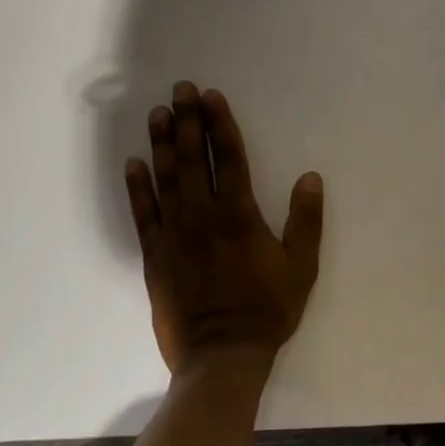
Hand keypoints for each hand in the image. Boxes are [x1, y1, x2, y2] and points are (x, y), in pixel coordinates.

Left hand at [123, 82, 324, 372]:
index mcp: (239, 215)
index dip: (220, 124)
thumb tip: (311, 177)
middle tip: (181, 90)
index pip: (229, 158)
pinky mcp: (154, 256)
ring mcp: (174, 235)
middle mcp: (203, 216)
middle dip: (187, 122)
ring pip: (165, 179)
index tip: (212, 97)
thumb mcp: (301, 266)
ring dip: (162, 144)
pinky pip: (143, 215)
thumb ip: (306, 220)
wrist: (222, 355)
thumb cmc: (268, 308)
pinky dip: (137, 188)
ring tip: (158, 114)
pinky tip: (133, 164)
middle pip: (193, 159)